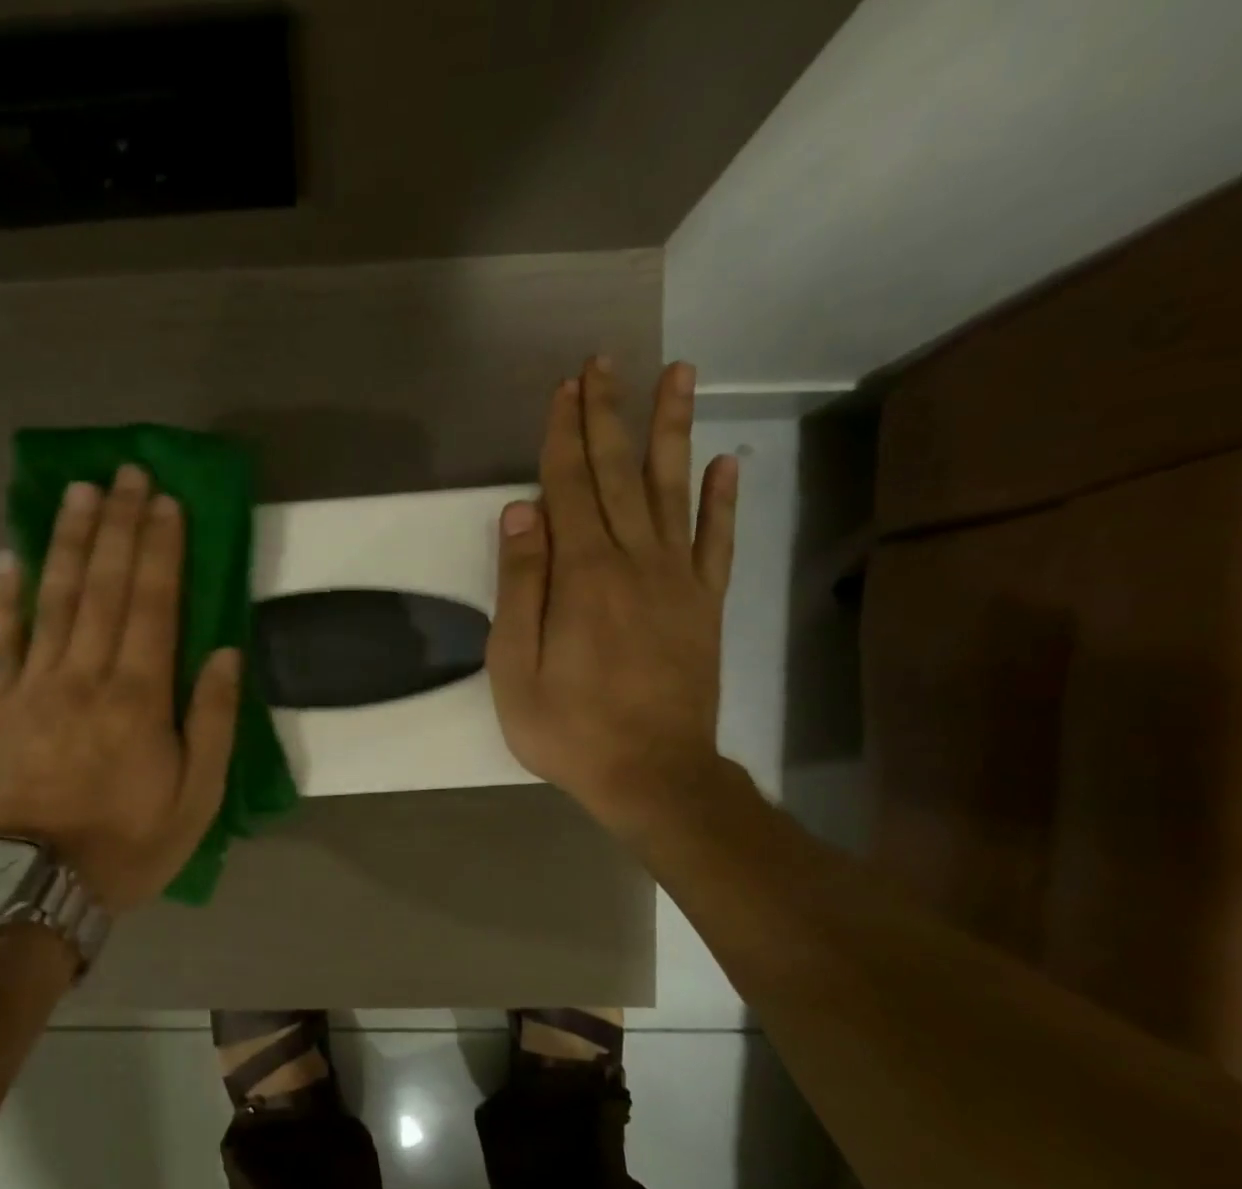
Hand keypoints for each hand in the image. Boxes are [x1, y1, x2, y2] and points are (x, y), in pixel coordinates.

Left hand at [0, 465, 240, 913]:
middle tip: (126, 473)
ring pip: (54, 597)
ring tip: (79, 491)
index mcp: (139, 697)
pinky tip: (8, 554)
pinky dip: (5, 594)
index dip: (161, 548)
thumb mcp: (197, 798)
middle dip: (118, 525)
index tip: (165, 501)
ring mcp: (32, 684)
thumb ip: (212, 721)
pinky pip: (0, 637)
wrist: (38, 886)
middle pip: (104, 585)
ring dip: (68, 539)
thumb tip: (224, 652)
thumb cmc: (129, 844)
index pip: (154, 603)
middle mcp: (85, 675)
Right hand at [487, 357, 737, 840]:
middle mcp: (634, 561)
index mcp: (582, 575)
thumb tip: (520, 512)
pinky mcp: (704, 605)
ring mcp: (677, 580)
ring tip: (678, 374)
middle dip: (609, 414)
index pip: (568, 487)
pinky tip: (726, 462)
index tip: (564, 387)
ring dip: (671, 430)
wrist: (652, 774)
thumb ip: (519, 587)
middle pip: (618, 474)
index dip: (564, 434)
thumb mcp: (515, 668)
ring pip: (673, 490)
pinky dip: (723, 499)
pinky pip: (716, 541)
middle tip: (606, 361)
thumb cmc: (569, 729)